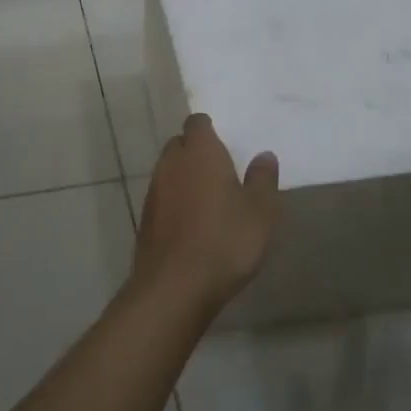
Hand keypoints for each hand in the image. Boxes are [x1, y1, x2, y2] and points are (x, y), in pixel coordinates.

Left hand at [133, 114, 279, 313]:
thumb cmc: (225, 240)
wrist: (174, 286)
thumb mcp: (260, 211)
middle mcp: (171, 163)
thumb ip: (263, 179)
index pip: (198, 123)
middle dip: (198, 152)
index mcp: (200, 152)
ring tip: (211, 200)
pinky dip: (177, 203)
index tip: (228, 144)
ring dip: (186, 179)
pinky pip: (164, 198)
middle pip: (181, 145)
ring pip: (170, 171)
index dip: (211, 130)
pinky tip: (195, 224)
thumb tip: (264, 156)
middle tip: (223, 171)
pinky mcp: (146, 219)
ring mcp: (154, 191)